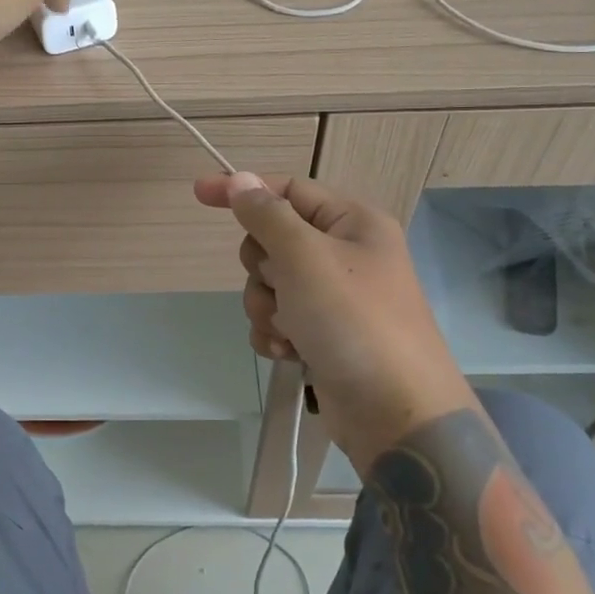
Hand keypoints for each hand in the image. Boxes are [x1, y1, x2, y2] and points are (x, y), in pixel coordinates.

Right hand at [194, 171, 477, 471]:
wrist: (396, 413)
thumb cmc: (352, 321)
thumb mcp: (305, 257)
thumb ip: (266, 215)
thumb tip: (239, 180)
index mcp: (353, 223)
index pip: (288, 189)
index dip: (243, 190)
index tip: (198, 194)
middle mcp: (345, 254)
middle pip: (273, 239)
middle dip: (262, 268)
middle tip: (281, 287)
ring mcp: (335, 297)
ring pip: (269, 284)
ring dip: (267, 307)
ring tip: (289, 331)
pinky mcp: (324, 334)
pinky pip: (278, 319)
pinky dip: (275, 334)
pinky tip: (290, 353)